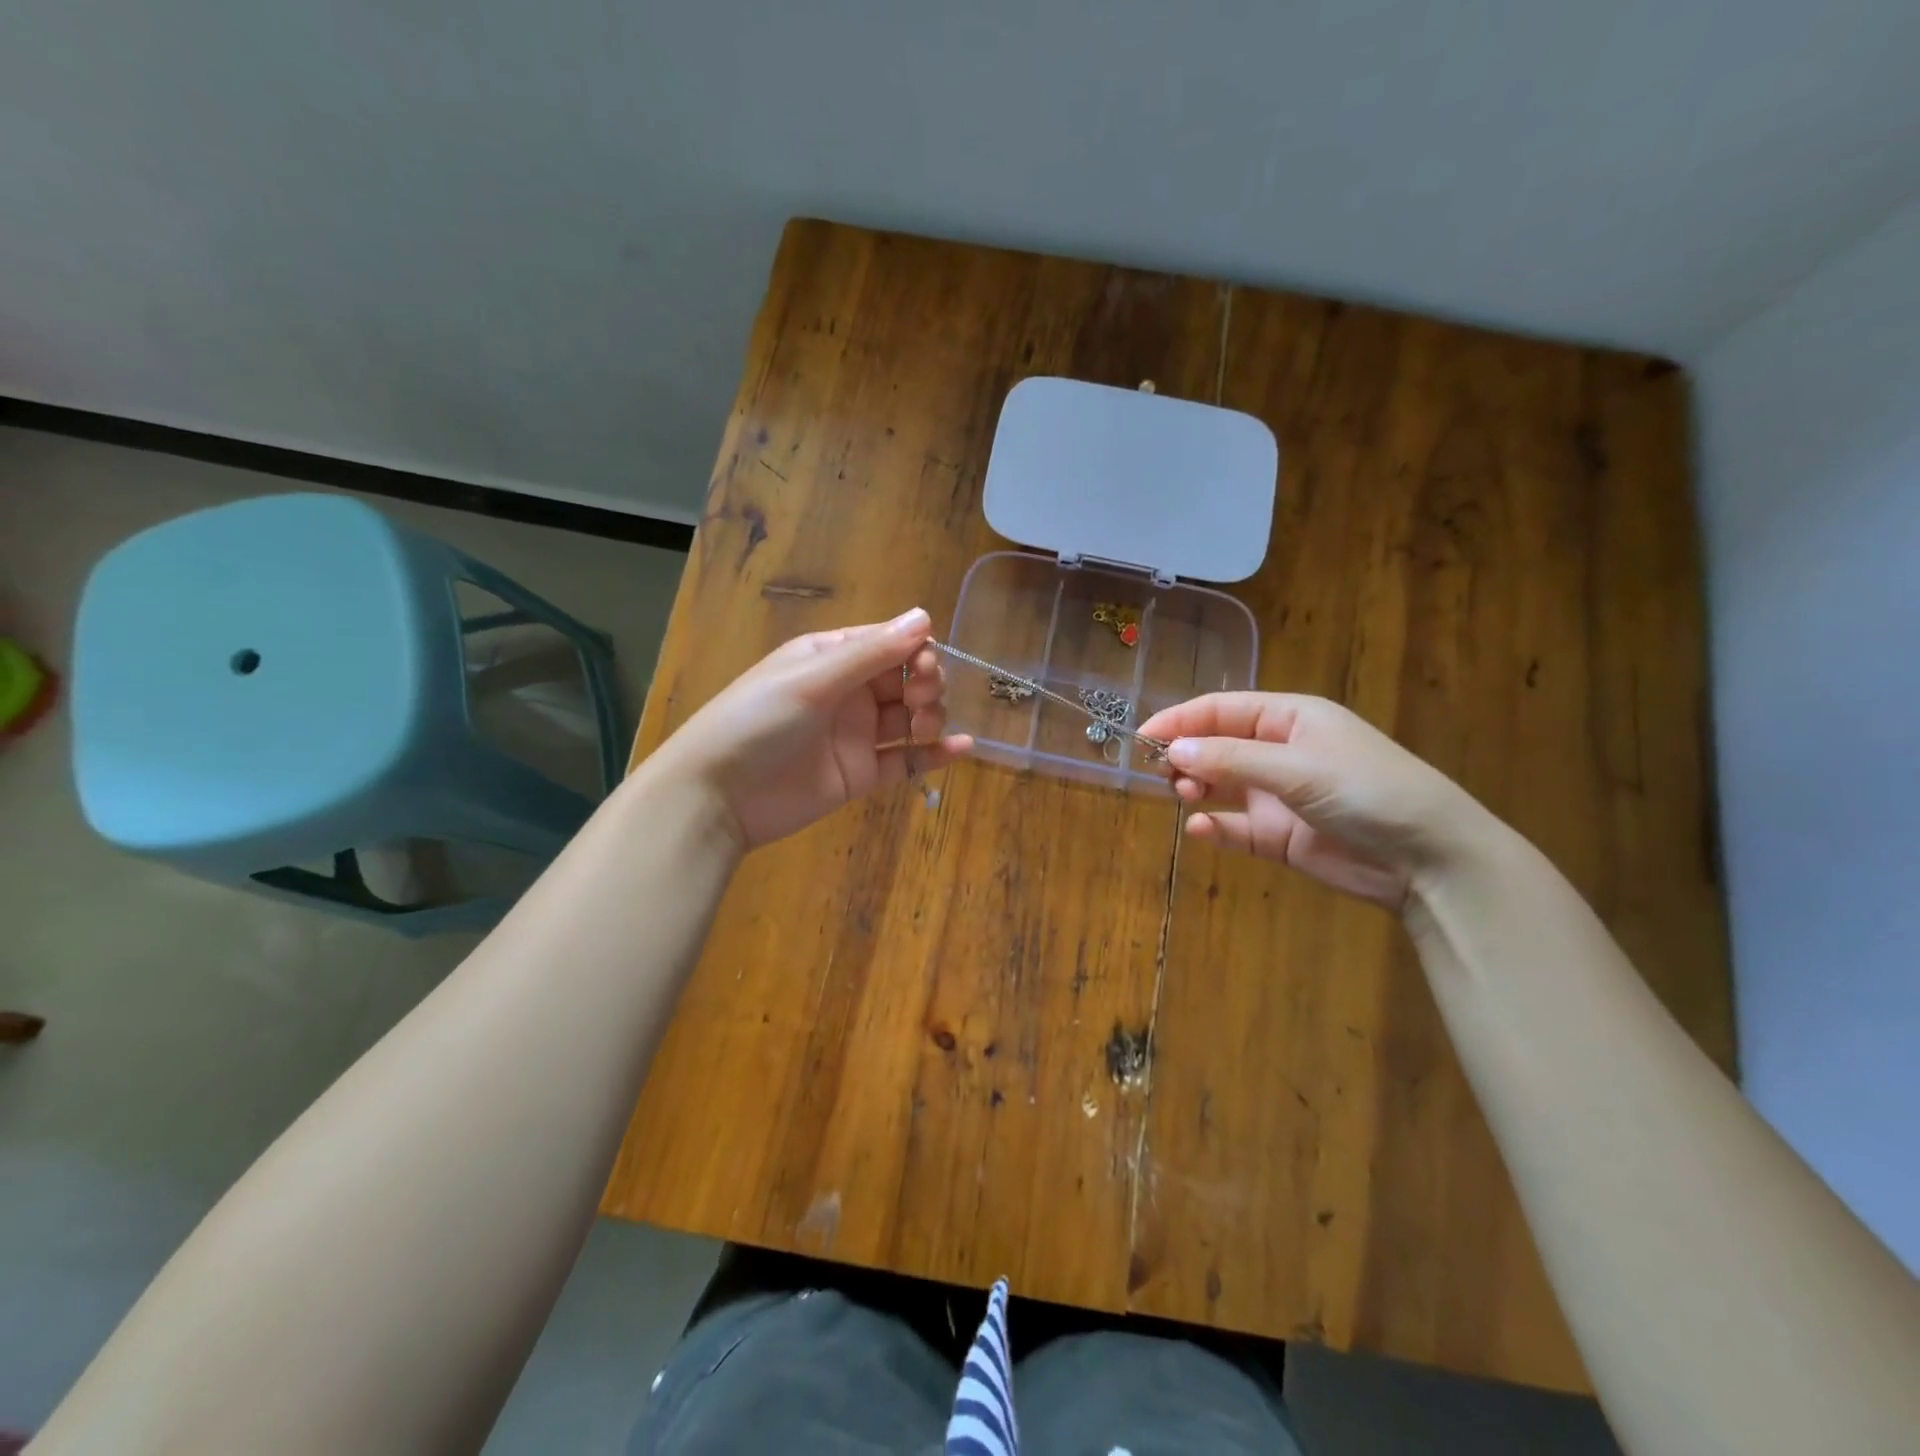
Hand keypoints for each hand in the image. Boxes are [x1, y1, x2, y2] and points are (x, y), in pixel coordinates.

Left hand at [646, 608, 971, 850]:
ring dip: (930, 717)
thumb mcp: (811, 680)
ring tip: (923, 728)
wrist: (717, 796)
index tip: (924, 669)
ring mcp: (856, 735)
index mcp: (831, 658)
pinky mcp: (861, 774)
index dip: (915, 652)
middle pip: (906, 679)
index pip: (889, 643)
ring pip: (910, 718)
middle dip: (925, 684)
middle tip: (921, 700)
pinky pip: (906, 760)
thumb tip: (925, 616)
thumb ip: (870, 652)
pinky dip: (934, 755)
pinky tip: (963, 748)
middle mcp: (848, 692)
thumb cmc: (757, 722)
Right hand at [1137, 693, 1496, 909]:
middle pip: (1216, 746)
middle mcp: (1280, 752)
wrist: (1428, 859)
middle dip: (1186, 756)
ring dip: (1197, 788)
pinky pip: (1235, 827)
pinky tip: (1200, 830)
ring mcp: (1278, 795)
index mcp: (1291, 718)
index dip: (1181, 719)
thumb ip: (1231, 759)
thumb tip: (1173, 751)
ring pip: (1220, 786)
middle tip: (1164, 774)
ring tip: (1185, 796)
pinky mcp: (1279, 837)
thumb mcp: (1297, 767)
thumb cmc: (1367, 791)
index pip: (1223, 710)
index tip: (1143, 735)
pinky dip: (1214, 827)